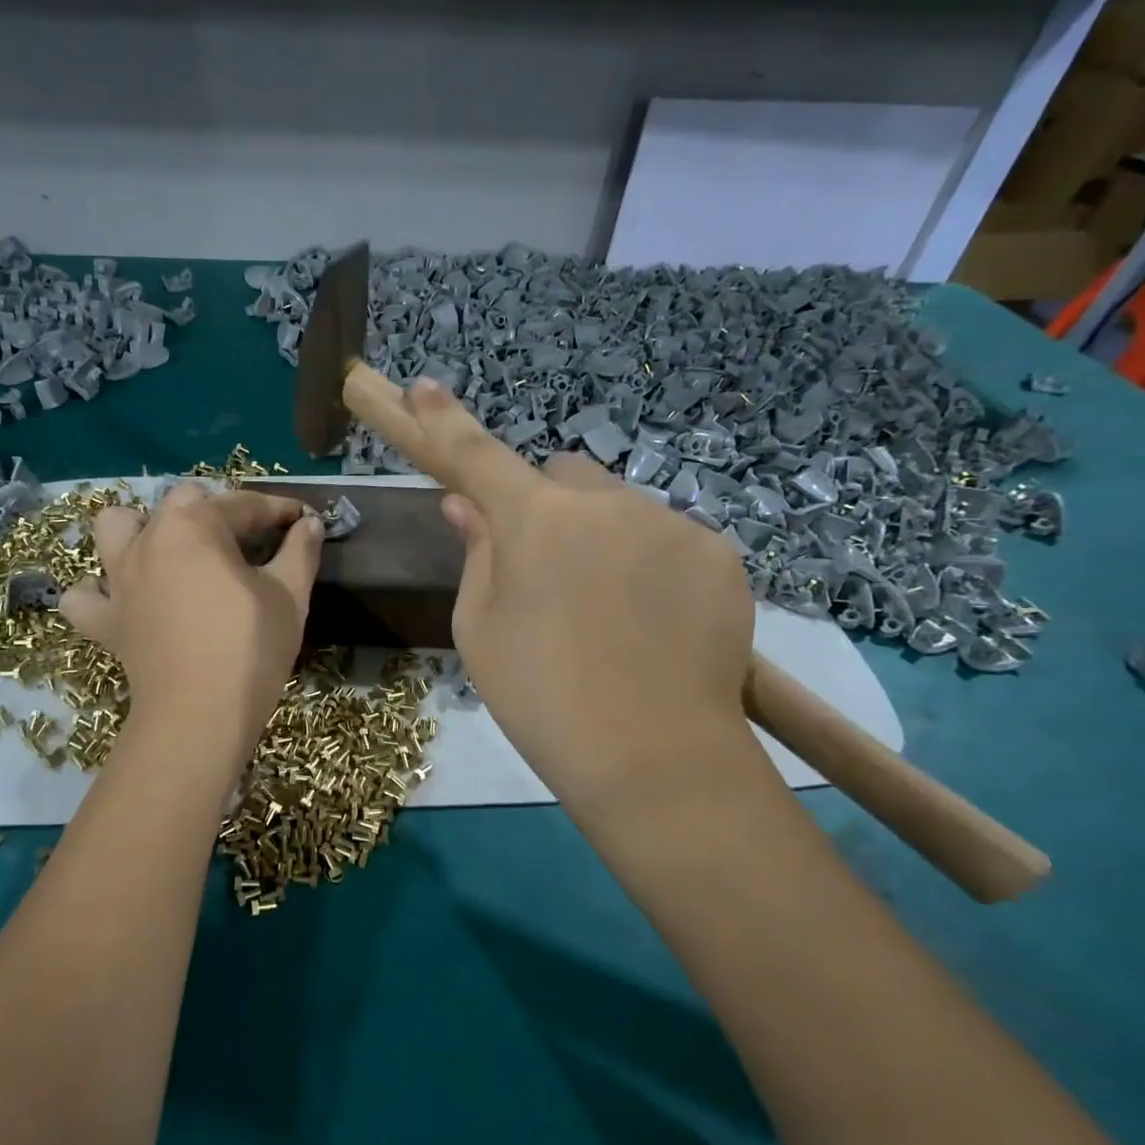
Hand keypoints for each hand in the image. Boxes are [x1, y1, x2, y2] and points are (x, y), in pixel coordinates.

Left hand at [60, 484, 324, 753]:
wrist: (199, 716)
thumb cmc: (250, 648)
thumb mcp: (289, 596)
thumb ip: (300, 551)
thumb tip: (311, 523)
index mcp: (194, 526)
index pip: (243, 504)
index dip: (278, 509)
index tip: (302, 519)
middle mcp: (149, 540)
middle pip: (181, 502)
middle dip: (217, 510)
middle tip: (248, 539)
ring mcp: (118, 579)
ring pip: (115, 527)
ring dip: (141, 528)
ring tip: (171, 550)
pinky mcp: (104, 620)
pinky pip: (84, 597)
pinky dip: (98, 592)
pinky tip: (123, 599)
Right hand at [385, 379, 755, 808]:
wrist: (654, 758)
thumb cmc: (542, 697)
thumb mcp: (482, 630)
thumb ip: (477, 554)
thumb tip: (468, 506)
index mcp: (534, 520)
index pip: (477, 454)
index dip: (445, 420)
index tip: (425, 386)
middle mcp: (604, 502)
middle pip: (563, 478)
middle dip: (548, 507)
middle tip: (548, 573)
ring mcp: (669, 523)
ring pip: (619, 509)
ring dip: (603, 538)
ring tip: (610, 615)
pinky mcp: (719, 554)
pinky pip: (668, 538)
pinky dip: (651, 564)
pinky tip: (654, 624)